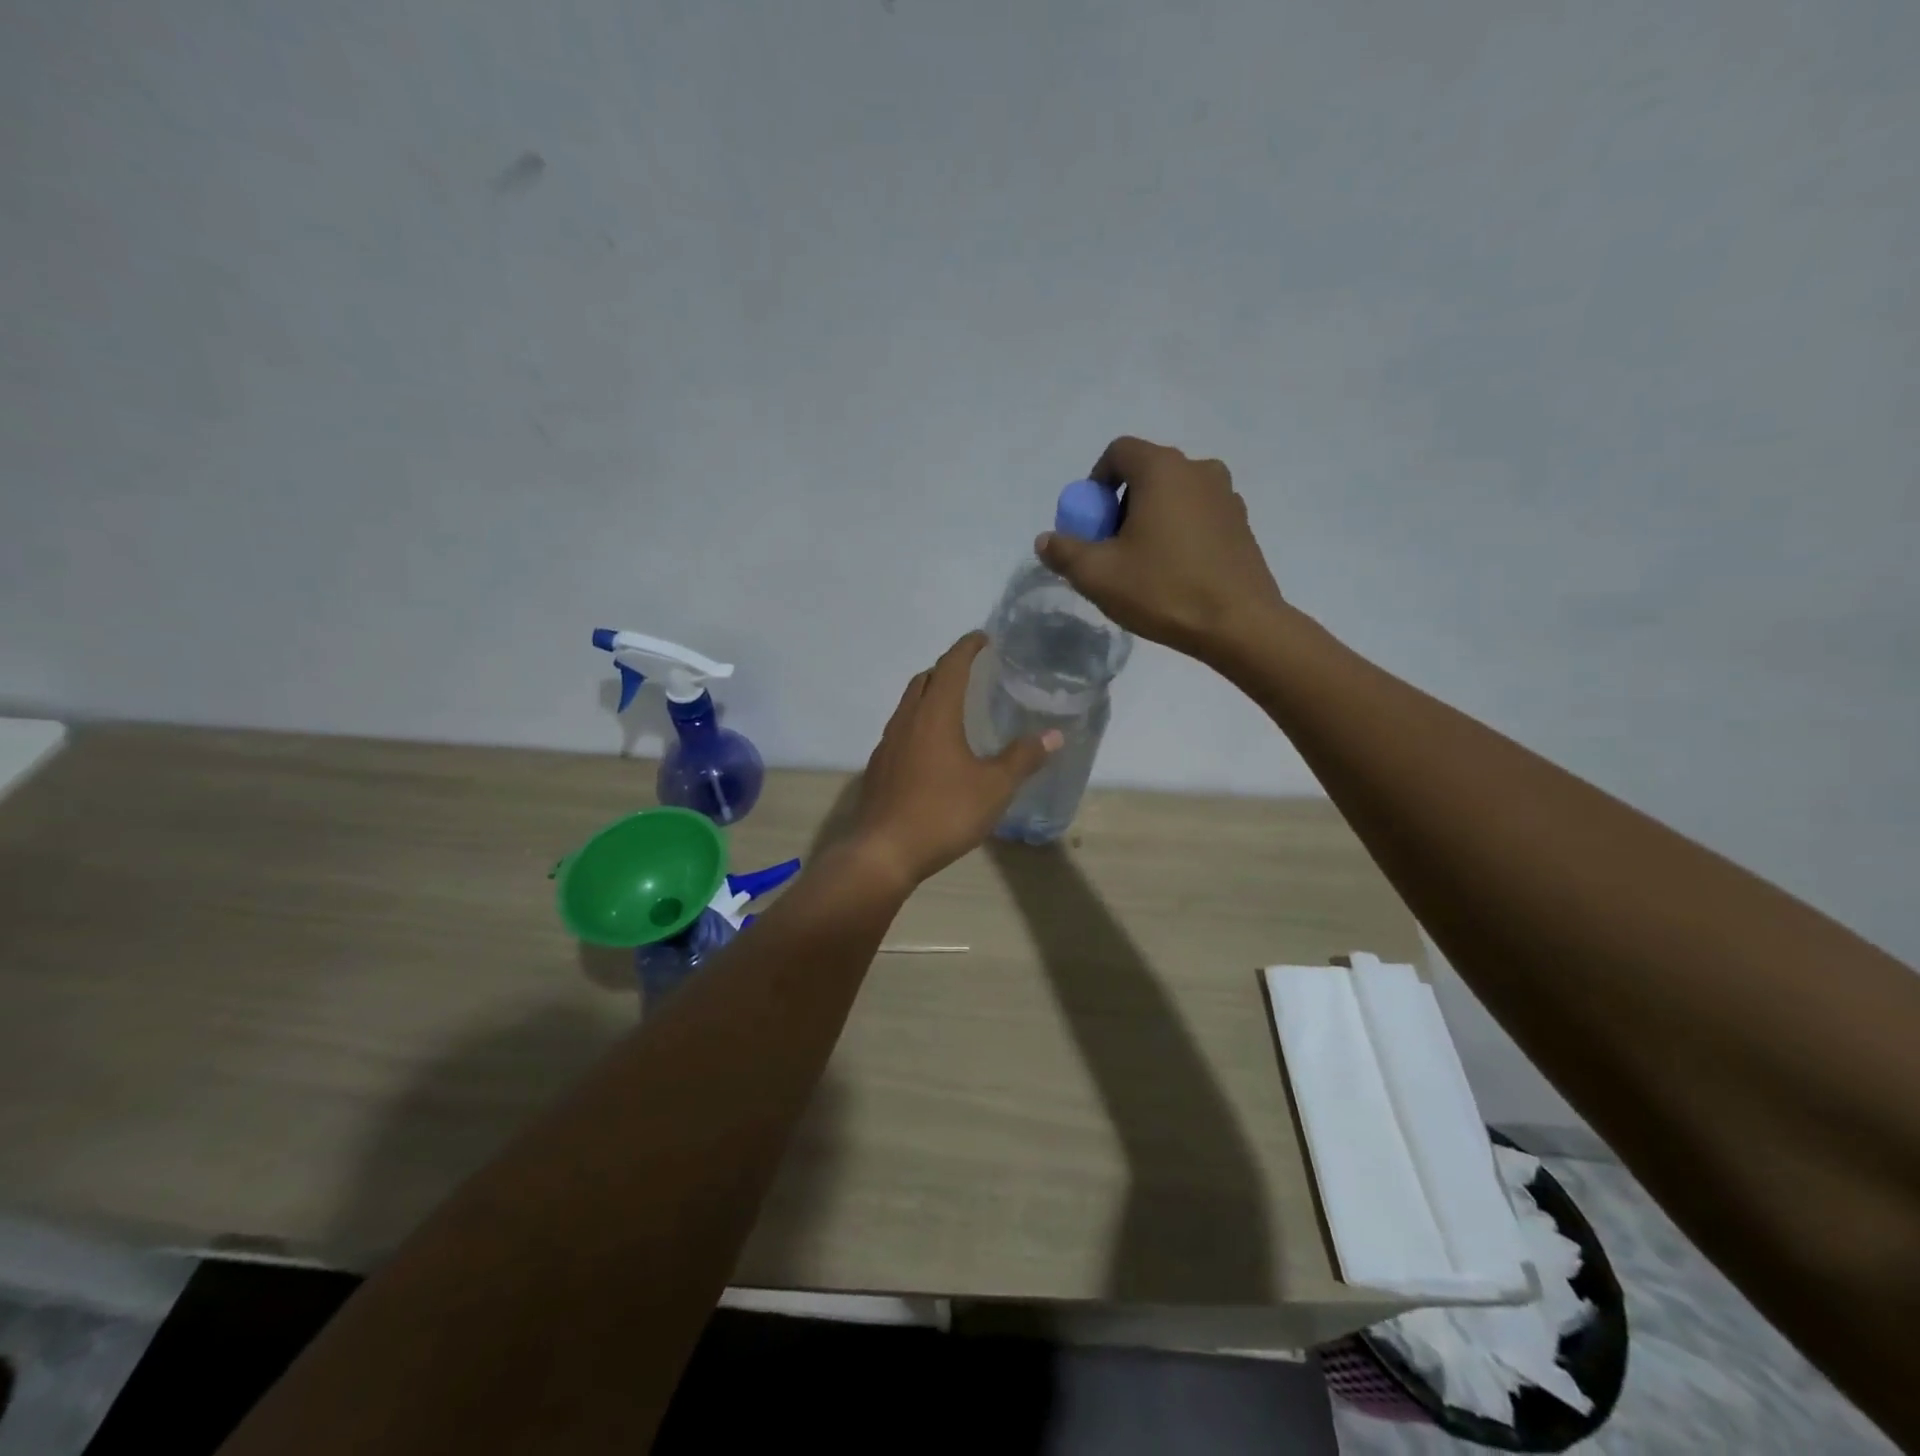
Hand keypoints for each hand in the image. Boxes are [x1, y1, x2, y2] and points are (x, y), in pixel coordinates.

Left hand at [849, 633, 1059, 888]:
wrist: (883, 852)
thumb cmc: (943, 812)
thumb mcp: (994, 787)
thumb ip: (1023, 758)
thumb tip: (1055, 735)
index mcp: (935, 714)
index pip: (951, 665)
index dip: (968, 648)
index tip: (984, 638)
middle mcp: (906, 719)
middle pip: (925, 680)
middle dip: (948, 668)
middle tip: (974, 673)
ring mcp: (887, 743)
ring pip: (909, 704)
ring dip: (931, 696)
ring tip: (956, 708)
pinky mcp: (878, 766)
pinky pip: (901, 730)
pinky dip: (920, 723)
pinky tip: (934, 749)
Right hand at [1037, 436, 1286, 660]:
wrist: (1239, 624)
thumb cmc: (1163, 590)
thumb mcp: (1098, 575)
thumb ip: (1064, 552)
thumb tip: (1046, 540)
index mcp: (1162, 469)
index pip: (1118, 452)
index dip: (1095, 482)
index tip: (1089, 522)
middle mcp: (1199, 470)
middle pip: (1146, 473)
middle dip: (1120, 505)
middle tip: (1110, 548)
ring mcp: (1226, 496)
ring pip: (1174, 496)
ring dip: (1150, 519)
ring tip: (1142, 563)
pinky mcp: (1241, 524)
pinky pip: (1198, 515)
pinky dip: (1178, 532)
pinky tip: (1173, 573)